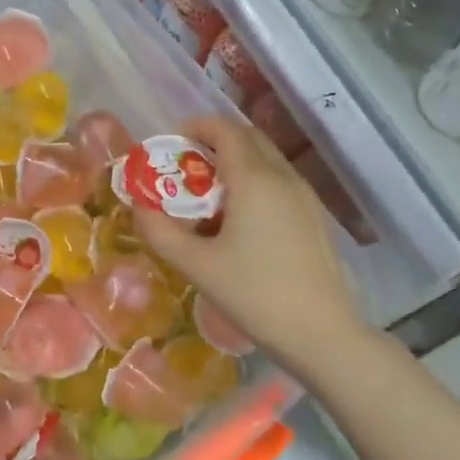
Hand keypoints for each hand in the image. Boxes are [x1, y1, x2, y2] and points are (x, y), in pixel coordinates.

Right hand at [133, 116, 371, 375]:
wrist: (322, 332)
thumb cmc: (255, 295)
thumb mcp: (197, 266)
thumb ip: (161, 232)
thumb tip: (138, 207)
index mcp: (254, 179)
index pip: (224, 129)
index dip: (195, 126)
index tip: (170, 143)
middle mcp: (283, 176)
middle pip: (248, 138)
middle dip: (213, 143)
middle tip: (185, 169)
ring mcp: (305, 195)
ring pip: (266, 160)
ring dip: (235, 163)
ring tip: (208, 198)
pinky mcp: (315, 216)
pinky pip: (280, 183)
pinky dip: (254, 183)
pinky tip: (240, 222)